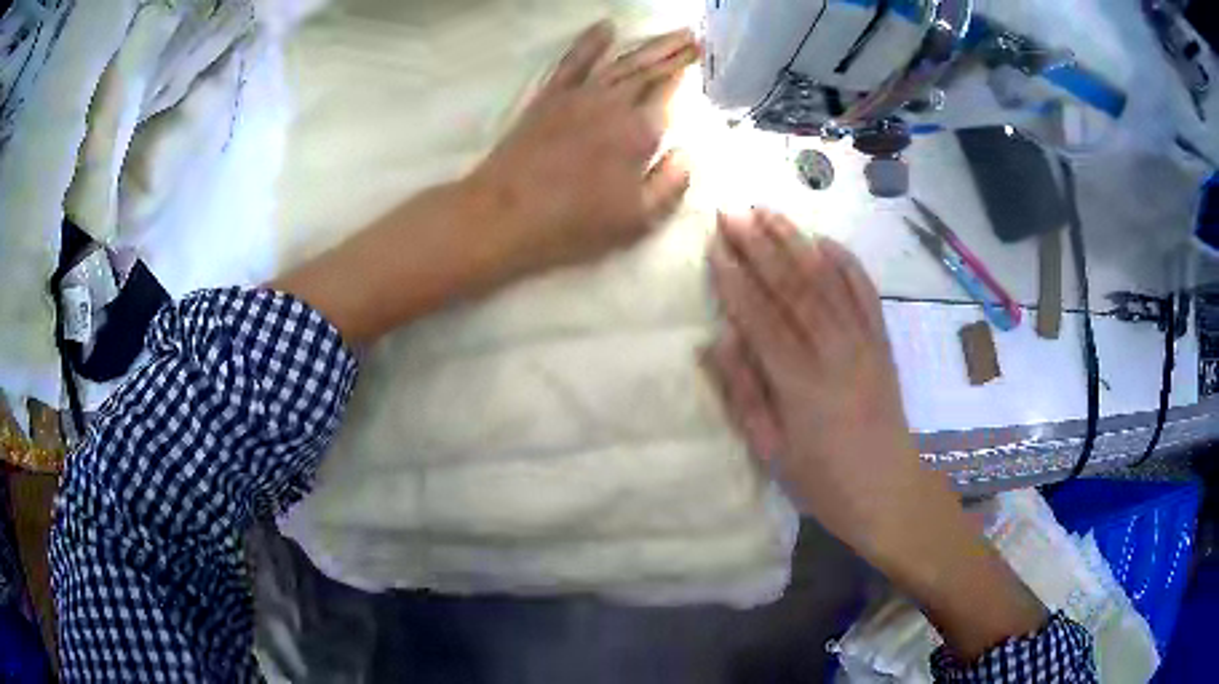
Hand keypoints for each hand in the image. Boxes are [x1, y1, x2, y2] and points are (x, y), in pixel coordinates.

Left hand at [468, 21, 696, 276]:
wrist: (504, 214)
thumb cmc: (573, 223)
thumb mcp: (636, 220)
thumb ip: (670, 183)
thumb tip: (686, 153)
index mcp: (638, 132)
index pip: (669, 93)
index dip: (686, 75)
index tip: (703, 59)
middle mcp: (612, 103)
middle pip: (650, 70)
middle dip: (676, 52)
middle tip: (697, 37)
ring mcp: (579, 95)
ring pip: (621, 61)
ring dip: (649, 44)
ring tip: (674, 32)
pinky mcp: (549, 96)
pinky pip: (574, 60)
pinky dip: (590, 41)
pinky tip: (606, 26)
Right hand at [704, 210, 1047, 660]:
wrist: (888, 490)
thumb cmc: (823, 481)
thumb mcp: (771, 451)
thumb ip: (744, 393)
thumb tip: (717, 339)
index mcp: (801, 384)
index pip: (761, 316)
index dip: (735, 277)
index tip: (714, 243)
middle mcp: (835, 351)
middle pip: (793, 286)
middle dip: (760, 244)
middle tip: (732, 210)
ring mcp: (864, 342)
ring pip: (827, 280)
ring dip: (796, 241)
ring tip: (768, 209)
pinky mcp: (882, 342)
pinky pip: (865, 293)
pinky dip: (846, 262)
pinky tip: (825, 239)